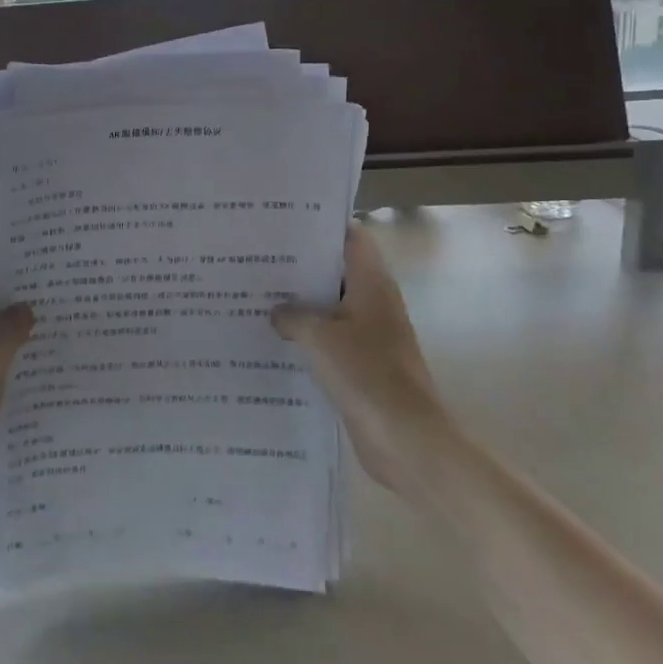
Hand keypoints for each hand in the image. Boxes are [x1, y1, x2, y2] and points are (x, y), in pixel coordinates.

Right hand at [272, 223, 450, 496]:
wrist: (406, 439)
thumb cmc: (366, 374)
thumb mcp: (318, 337)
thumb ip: (292, 316)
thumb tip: (277, 312)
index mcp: (372, 283)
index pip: (350, 237)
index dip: (320, 227)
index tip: (283, 224)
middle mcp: (374, 302)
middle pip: (337, 271)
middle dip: (301, 267)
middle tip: (258, 259)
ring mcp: (370, 335)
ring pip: (331, 307)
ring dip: (301, 305)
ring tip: (257, 296)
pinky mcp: (362, 365)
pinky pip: (330, 340)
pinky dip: (307, 337)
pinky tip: (274, 340)